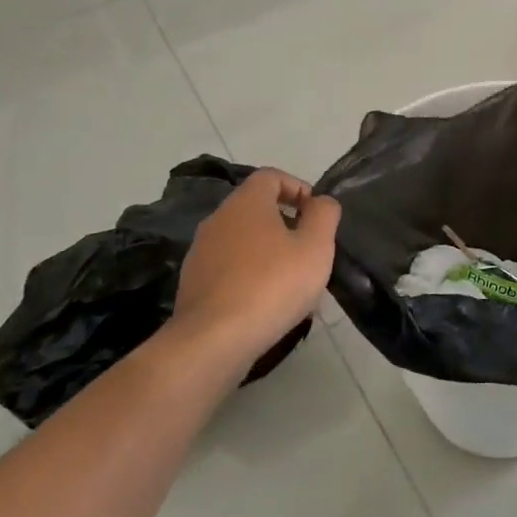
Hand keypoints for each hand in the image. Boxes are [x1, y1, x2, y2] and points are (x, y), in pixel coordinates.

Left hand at [172, 169, 340, 371]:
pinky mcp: (193, 283)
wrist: (212, 340)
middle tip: (309, 249)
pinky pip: (228, 267)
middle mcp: (218, 219)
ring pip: (242, 239)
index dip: (298, 187)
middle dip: (285, 222)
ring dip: (268, 251)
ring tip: (290, 280)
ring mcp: (200, 252)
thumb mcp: (316, 247)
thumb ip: (324, 215)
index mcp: (246, 202)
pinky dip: (249, 274)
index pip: (271, 176)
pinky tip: (265, 302)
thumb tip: (321, 202)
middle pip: (256, 207)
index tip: (316, 214)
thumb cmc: (272, 284)